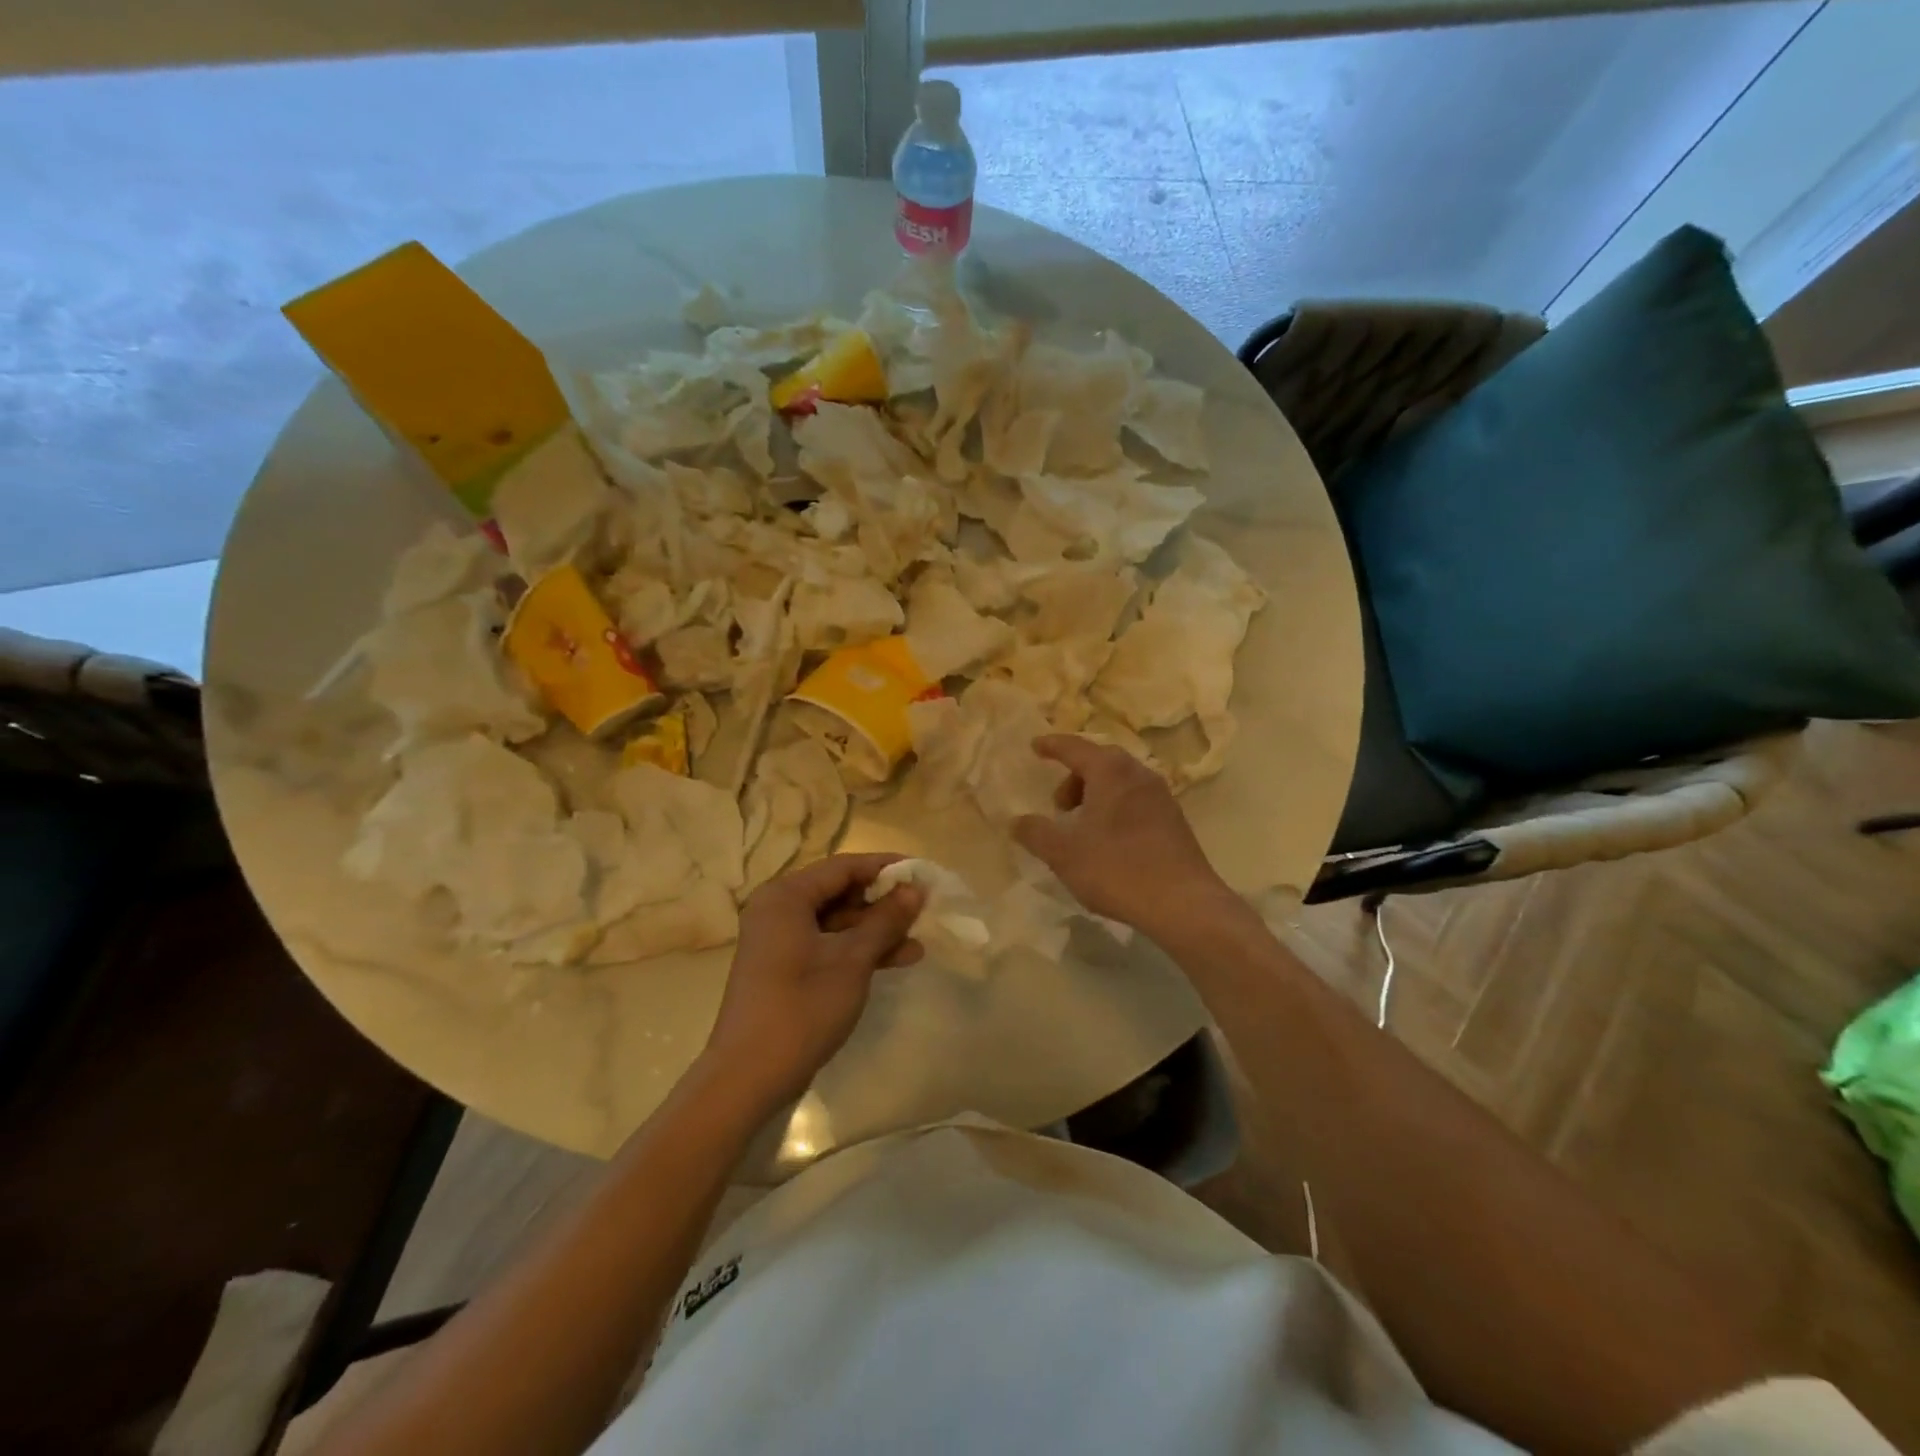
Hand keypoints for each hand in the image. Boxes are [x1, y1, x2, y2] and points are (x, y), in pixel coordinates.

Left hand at [702, 853, 924, 1110]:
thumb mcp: (852, 960)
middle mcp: (779, 910)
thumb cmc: (802, 1009)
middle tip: (924, 909)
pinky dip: (858, 950)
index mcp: (786, 896)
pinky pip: (828, 944)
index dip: (885, 868)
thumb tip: (915, 889)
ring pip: (837, 922)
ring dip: (876, 930)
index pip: (843, 866)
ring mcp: (780, 941)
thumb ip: (885, 920)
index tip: (923, 874)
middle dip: (883, 902)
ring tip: (919, 941)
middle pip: (839, 892)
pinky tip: (896, 960)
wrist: (748, 1079)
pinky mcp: (786, 968)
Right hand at [1012, 735, 1231, 941]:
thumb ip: (1035, 833)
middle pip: (1100, 761)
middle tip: (1058, 805)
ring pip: (1120, 781)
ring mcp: (1161, 796)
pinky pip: (1136, 799)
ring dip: (1096, 794)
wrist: (1183, 903)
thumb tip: (1017, 822)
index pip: (1074, 747)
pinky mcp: (1174, 819)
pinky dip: (1116, 807)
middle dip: (1074, 776)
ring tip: (1082, 827)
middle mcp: (1138, 774)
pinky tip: (1108, 840)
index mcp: (1110, 771)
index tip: (1035, 746)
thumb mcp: (1064, 854)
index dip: (1052, 745)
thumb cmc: (1117, 869)